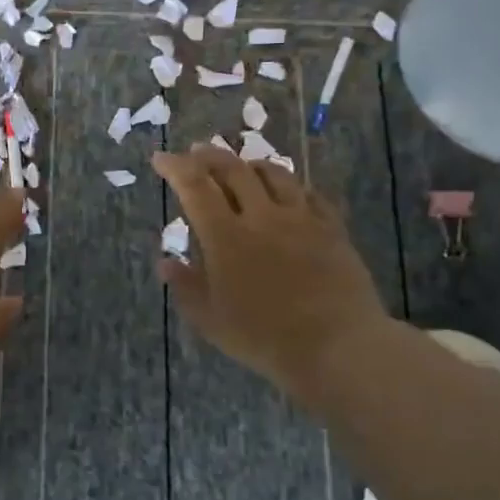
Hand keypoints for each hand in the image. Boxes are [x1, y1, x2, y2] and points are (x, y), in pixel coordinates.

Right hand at [152, 143, 390, 391]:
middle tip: (196, 153)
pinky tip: (289, 191)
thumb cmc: (265, 337)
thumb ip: (185, 286)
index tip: (161, 159)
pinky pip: (310, 194)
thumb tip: (165, 261)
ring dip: (250, 164)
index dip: (175, 167)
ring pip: (274, 174)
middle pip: (233, 170)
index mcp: (226, 236)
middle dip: (209, 156)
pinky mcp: (332, 229)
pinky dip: (291, 186)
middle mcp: (262, 216)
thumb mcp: (210, 320)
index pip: (194, 186)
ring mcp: (301, 219)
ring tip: (241, 166)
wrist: (338, 346)